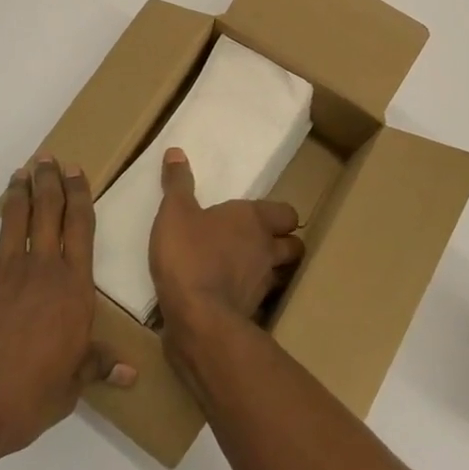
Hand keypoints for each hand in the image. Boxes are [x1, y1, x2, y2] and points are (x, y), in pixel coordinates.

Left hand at [0, 155, 134, 465]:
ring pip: (18, 211)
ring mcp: (2, 264)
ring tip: (27, 167)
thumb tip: (132, 372)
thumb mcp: (70, 387)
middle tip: (51, 160)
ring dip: (23, 185)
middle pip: (51, 209)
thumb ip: (98, 365)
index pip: (81, 227)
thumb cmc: (24, 398)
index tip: (78, 172)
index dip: (80, 195)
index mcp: (73, 287)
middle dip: (52, 180)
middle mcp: (42, 265)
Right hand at [149, 147, 304, 337]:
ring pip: (280, 274)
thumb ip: (178, 183)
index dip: (278, 216)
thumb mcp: (175, 212)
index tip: (261, 217)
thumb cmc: (190, 254)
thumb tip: (176, 151)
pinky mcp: (251, 314)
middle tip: (259, 241)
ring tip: (247, 268)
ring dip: (270, 271)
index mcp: (254, 220)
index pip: (287, 214)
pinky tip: (229, 294)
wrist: (197, 319)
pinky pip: (258, 300)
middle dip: (282, 243)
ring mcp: (263, 285)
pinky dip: (249, 296)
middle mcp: (267, 250)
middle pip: (293, 245)